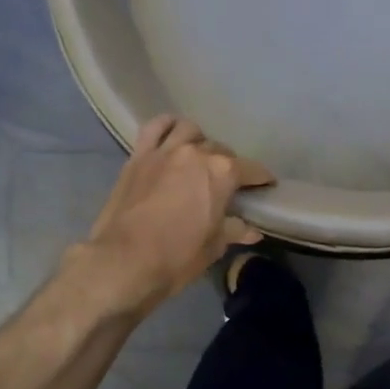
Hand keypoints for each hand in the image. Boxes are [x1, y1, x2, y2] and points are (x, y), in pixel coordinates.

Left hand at [77, 115, 274, 314]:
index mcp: (222, 173)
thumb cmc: (177, 257)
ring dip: (199, 141)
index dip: (261, 178)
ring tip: (199, 156)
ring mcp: (165, 150)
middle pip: (221, 150)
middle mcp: (196, 153)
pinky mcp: (139, 155)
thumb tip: (252, 230)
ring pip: (190, 131)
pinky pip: (155, 127)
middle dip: (228, 165)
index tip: (266, 185)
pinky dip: (166, 126)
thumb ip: (234, 230)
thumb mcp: (213, 246)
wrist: (123, 262)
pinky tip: (172, 134)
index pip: (251, 169)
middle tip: (227, 183)